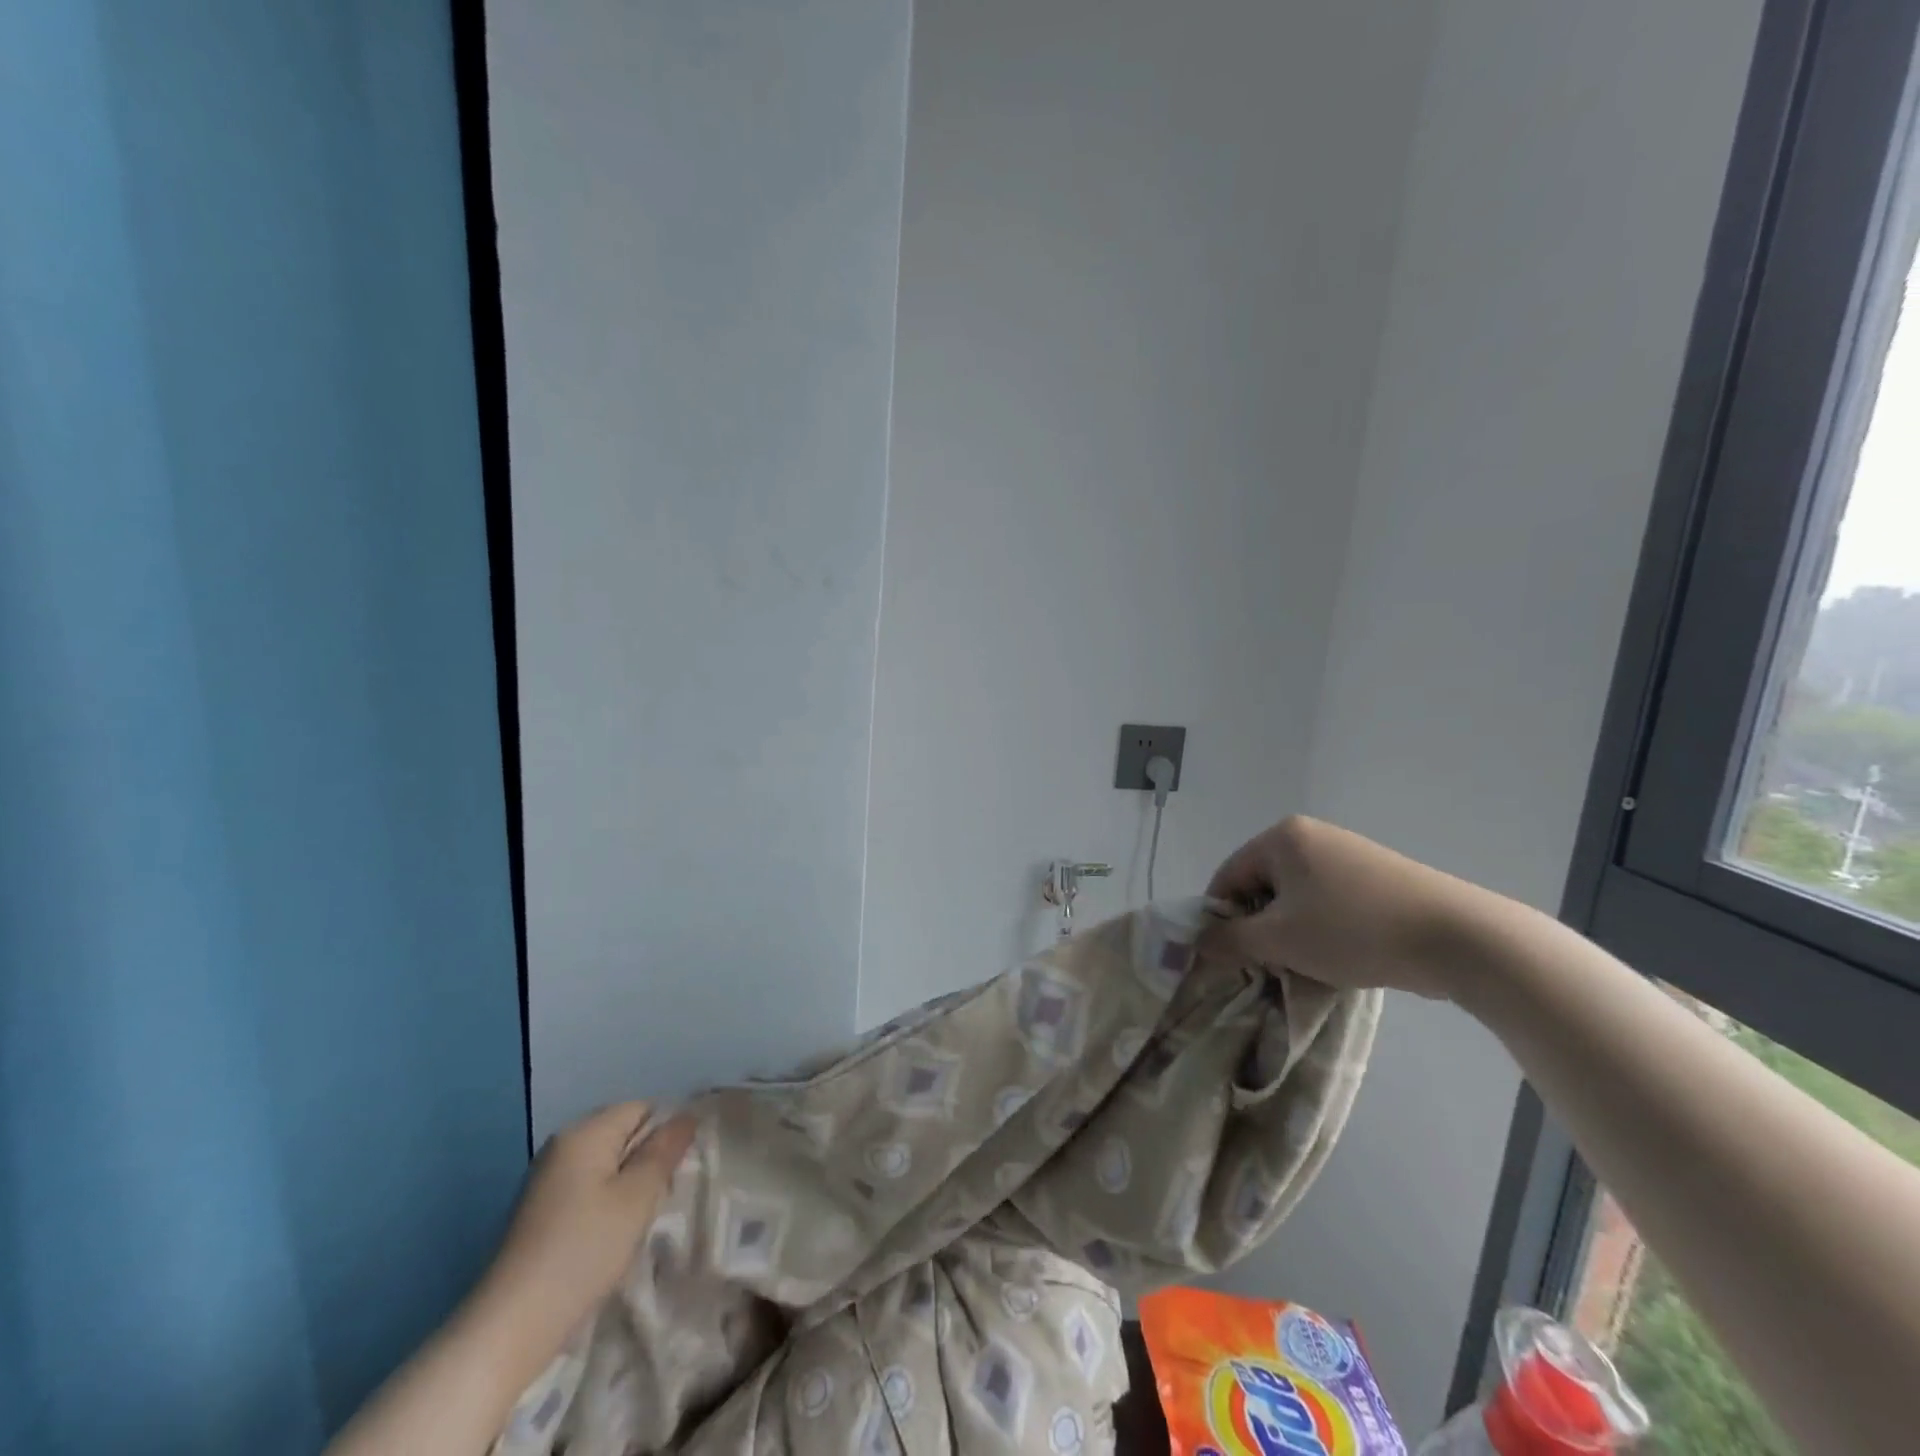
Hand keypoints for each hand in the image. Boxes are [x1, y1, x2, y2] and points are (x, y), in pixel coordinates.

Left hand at [486, 1101, 697, 1341]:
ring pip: (606, 1163)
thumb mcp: (637, 1197)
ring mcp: (546, 1178)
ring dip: (627, 1184)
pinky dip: (604, 1203)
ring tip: (635, 1220)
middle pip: (623, 1133)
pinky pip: (586, 1187)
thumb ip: (665, 1151)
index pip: (643, 1109)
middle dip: (646, 1159)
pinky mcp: (539, 1210)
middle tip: (659, 1197)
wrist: (511, 1325)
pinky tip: (607, 1236)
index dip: (666, 1134)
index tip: (675, 1172)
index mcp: (585, 1131)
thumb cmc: (584, 1250)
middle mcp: (562, 1144)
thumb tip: (686, 1116)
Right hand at [1203, 815, 1471, 998]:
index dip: (1222, 920)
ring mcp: (1348, 853)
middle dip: (1261, 928)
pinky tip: (1341, 958)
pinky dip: (1324, 930)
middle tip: (1270, 966)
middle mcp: (1312, 835)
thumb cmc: (1353, 930)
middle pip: (1262, 886)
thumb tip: (1197, 943)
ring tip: (1309, 967)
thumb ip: (1230, 940)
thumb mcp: (1280, 940)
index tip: (1231, 958)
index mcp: (1281, 837)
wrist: (1457, 937)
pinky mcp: (1378, 876)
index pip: (1228, 877)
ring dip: (1292, 934)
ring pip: (1297, 899)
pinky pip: (1330, 902)